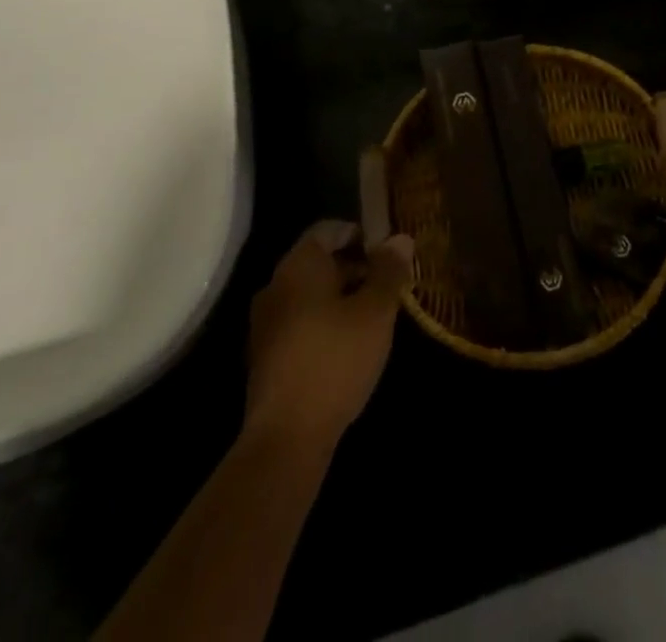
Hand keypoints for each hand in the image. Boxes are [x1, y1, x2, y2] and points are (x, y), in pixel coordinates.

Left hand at [243, 220, 413, 449]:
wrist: (286, 437)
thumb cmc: (336, 358)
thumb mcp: (376, 310)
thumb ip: (389, 271)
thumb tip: (399, 239)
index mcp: (299, 265)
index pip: (329, 229)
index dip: (361, 234)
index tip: (388, 254)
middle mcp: (275, 285)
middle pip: (319, 261)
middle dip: (355, 268)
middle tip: (388, 286)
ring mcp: (265, 323)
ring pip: (310, 294)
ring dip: (341, 297)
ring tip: (374, 317)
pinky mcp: (265, 356)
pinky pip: (300, 322)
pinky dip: (324, 322)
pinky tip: (349, 346)